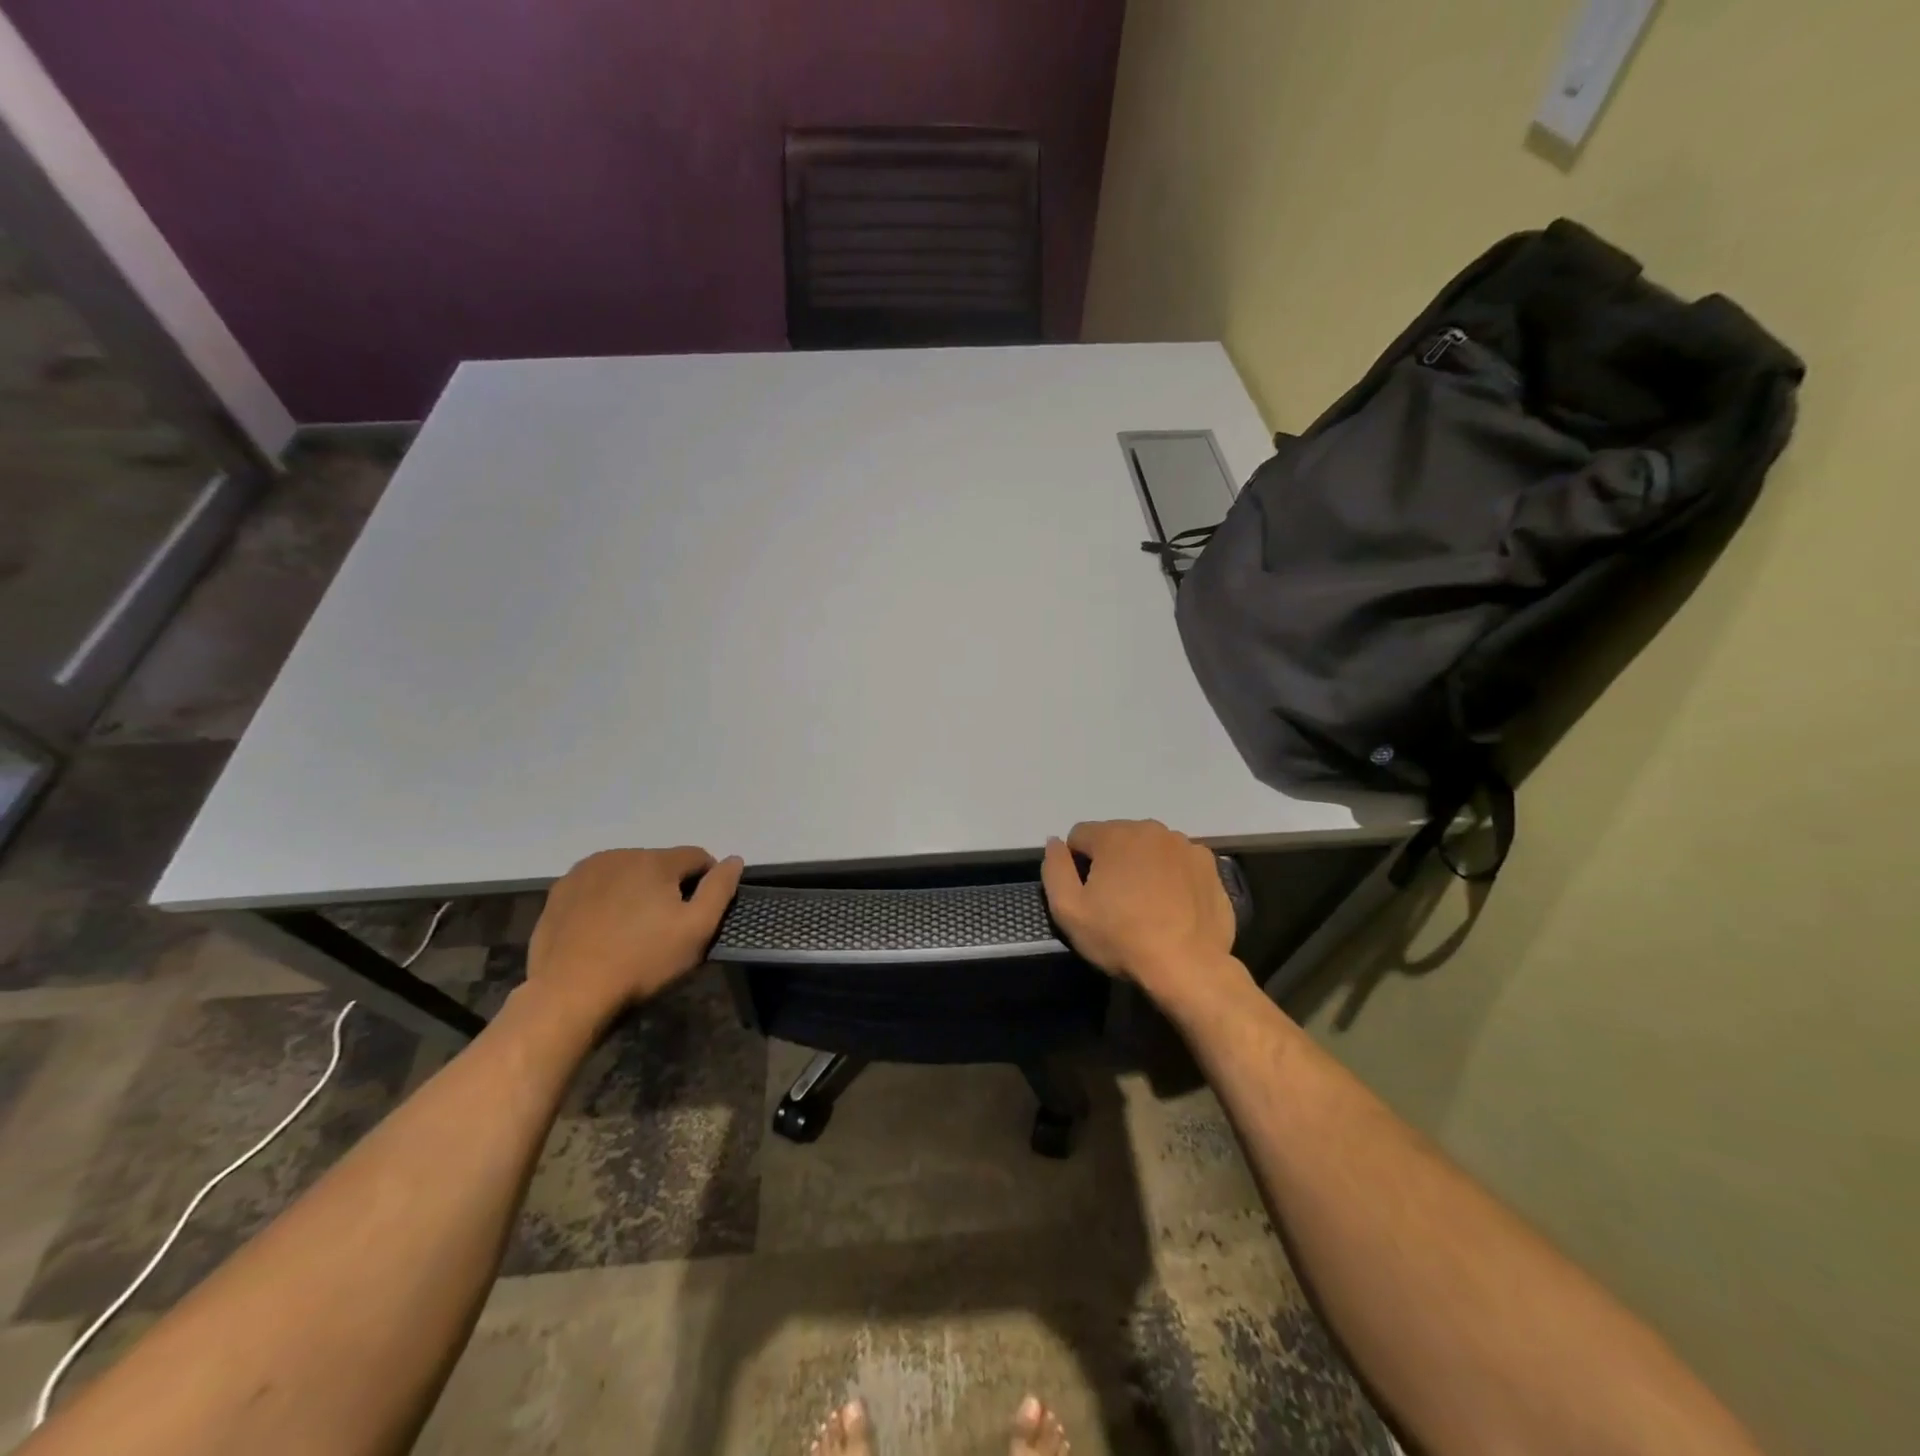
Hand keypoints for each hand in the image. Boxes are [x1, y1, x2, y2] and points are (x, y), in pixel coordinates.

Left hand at [526, 846, 743, 1028]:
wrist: (569, 994)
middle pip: (660, 864)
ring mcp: (583, 872)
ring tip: (632, 930)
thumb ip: (720, 889)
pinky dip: (605, 901)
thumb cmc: (642, 961)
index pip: (697, 857)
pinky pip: (596, 887)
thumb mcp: (697, 929)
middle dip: (668, 887)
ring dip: (636, 891)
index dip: (706, 882)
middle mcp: (618, 855)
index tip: (699, 915)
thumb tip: (734, 859)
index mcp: (654, 860)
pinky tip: (603, 931)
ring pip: (626, 874)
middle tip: (665, 928)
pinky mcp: (559, 893)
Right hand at [1041, 820, 1236, 995]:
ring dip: (1142, 866)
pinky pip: (1179, 862)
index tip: (1088, 894)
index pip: (1080, 835)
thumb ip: (1054, 869)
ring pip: (1150, 848)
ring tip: (1147, 905)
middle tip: (1116, 902)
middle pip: (1117, 838)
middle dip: (1111, 862)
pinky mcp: (1209, 865)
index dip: (1077, 864)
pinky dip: (1172, 875)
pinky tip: (1173, 905)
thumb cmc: (1122, 938)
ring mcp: (1185, 845)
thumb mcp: (1068, 911)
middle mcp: (1151, 829)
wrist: (1188, 966)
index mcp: (1114, 835)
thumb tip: (1055, 842)